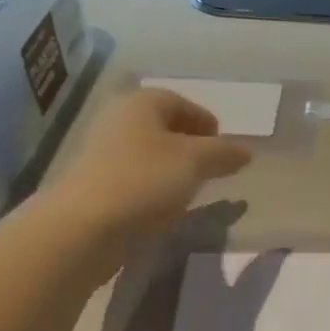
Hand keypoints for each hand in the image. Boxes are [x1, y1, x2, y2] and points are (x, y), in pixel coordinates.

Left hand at [48, 88, 251, 251]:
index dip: (205, 121)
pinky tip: (165, 207)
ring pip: (148, 153)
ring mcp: (102, 154)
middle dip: (190, 144)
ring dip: (172, 167)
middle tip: (212, 166)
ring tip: (192, 189)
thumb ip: (224, 153)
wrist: (84, 228)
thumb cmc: (145, 181)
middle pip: (161, 126)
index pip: (179, 102)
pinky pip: (134, 178)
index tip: (223, 145)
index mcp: (140, 103)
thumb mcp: (196, 162)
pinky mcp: (94, 186)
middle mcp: (117, 121)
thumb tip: (245, 151)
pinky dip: (153, 187)